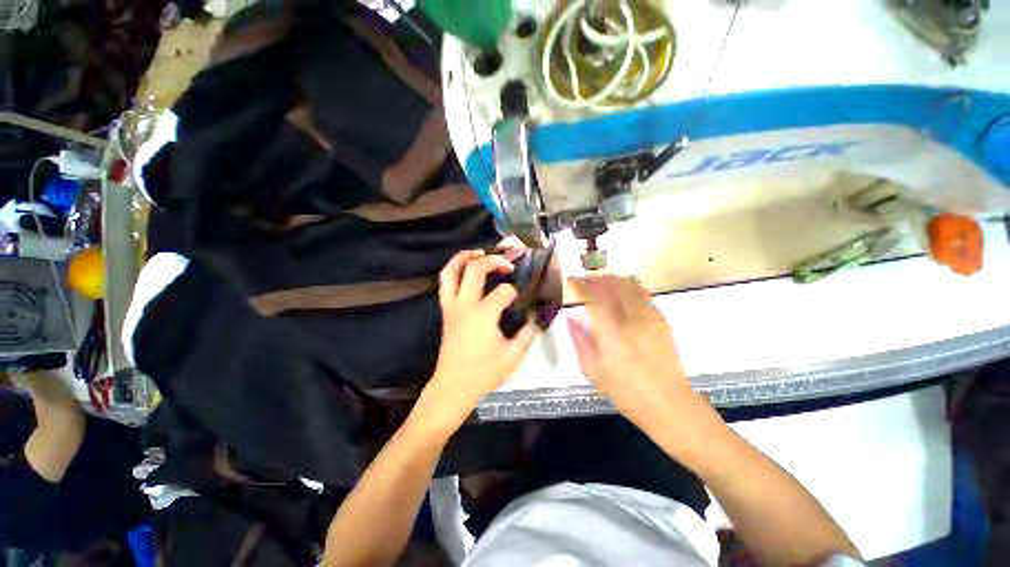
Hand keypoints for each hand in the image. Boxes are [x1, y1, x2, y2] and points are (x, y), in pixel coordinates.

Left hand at [420, 250, 538, 428]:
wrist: (453, 385)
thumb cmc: (484, 372)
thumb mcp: (513, 356)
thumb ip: (528, 333)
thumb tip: (536, 317)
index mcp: (483, 315)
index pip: (504, 291)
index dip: (515, 292)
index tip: (520, 300)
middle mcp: (465, 304)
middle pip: (475, 269)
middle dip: (494, 260)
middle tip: (508, 264)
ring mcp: (451, 305)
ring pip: (451, 271)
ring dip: (465, 257)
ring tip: (479, 252)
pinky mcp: (445, 309)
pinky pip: (445, 282)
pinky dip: (454, 270)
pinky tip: (466, 270)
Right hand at [567, 276, 703, 429]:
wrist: (670, 405)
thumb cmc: (626, 392)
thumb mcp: (593, 371)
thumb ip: (579, 341)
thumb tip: (570, 318)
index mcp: (611, 332)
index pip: (593, 296)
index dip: (580, 284)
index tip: (571, 280)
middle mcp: (631, 319)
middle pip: (613, 283)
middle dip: (597, 277)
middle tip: (586, 280)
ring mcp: (650, 318)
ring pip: (630, 284)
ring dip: (613, 279)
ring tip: (602, 282)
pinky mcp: (662, 321)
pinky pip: (644, 294)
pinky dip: (630, 287)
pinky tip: (622, 294)